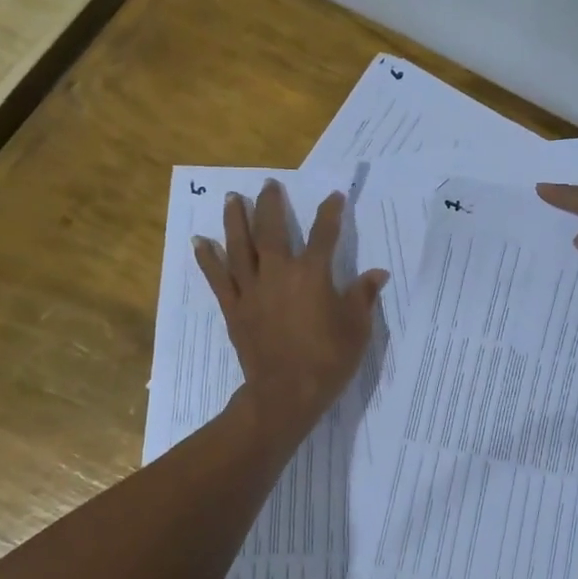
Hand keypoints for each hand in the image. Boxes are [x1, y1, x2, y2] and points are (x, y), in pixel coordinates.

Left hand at [193, 180, 387, 443]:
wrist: (286, 394)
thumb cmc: (328, 360)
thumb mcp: (357, 328)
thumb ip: (363, 296)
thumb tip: (377, 273)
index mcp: (313, 274)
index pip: (325, 234)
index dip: (330, 213)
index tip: (334, 196)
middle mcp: (279, 273)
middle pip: (273, 230)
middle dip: (272, 205)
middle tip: (268, 184)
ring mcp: (252, 290)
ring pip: (240, 247)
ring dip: (235, 220)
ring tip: (232, 198)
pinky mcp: (234, 308)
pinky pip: (218, 279)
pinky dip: (208, 259)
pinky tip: (200, 242)